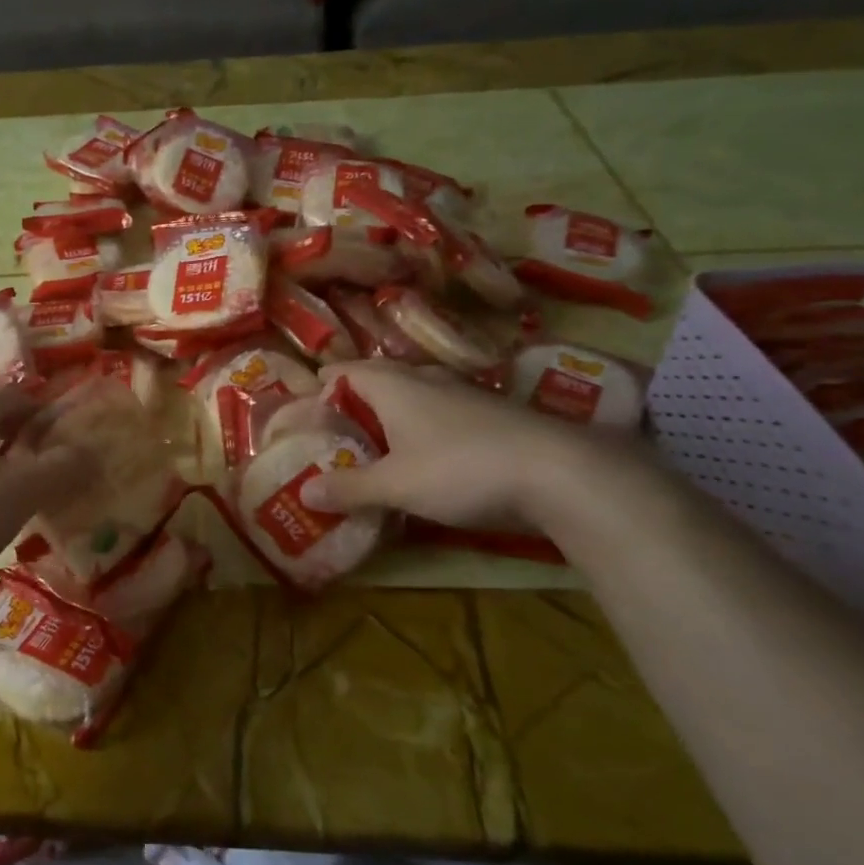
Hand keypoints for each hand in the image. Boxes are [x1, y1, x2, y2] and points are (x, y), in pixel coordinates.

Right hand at [303, 361, 613, 530]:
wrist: (560, 472)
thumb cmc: (460, 468)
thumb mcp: (396, 485)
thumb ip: (349, 487)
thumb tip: (303, 492)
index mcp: (393, 386)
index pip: (344, 372)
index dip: (321, 388)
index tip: (305, 412)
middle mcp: (425, 380)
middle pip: (377, 380)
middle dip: (354, 402)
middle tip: (334, 432)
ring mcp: (463, 395)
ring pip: (413, 395)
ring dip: (390, 415)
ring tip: (374, 444)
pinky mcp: (490, 415)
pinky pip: (440, 413)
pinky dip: (422, 428)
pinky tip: (425, 457)